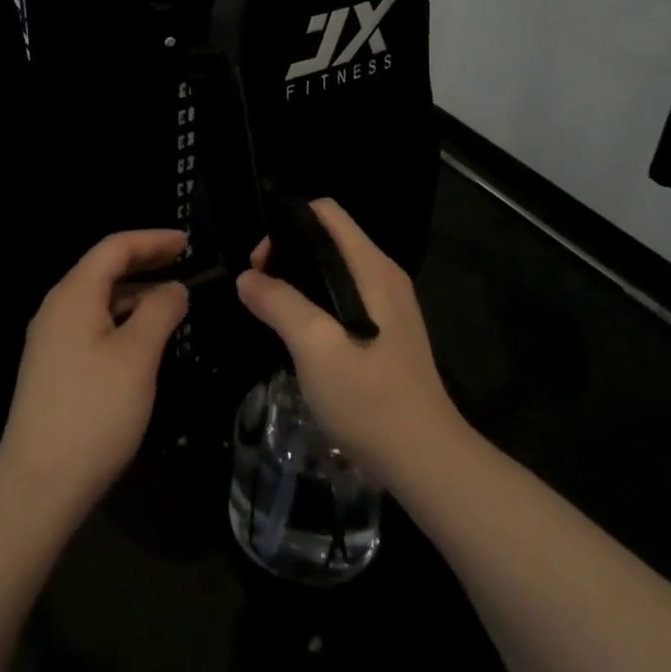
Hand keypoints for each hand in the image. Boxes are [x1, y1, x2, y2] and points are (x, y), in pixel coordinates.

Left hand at [0, 229, 189, 515]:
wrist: (37, 486)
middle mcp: (57, 308)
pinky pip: (91, 325)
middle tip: (183, 262)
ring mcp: (50, 340)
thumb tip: (174, 288)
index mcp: (74, 295)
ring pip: (98, 300)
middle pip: (103, 269)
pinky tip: (142, 339)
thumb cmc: (94, 411)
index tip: (187, 242)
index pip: (115, 248)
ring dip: (134, 293)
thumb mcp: (138, 355)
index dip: (152, 240)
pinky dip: (121, 319)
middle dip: (144, 262)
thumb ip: (160, 311)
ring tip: (171, 301)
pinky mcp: (52, 368)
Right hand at [236, 199, 463, 486]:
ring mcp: (390, 305)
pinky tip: (302, 338)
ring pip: (335, 270)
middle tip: (260, 291)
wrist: (424, 459)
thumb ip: (278, 303)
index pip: (326, 212)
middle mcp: (383, 275)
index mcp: (371, 266)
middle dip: (288, 255)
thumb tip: (246, 278)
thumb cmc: (368, 396)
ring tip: (274, 314)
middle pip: (328, 239)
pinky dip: (318, 303)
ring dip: (300, 282)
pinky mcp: (389, 332)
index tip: (261, 263)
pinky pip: (345, 297)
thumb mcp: (313, 345)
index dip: (287, 225)